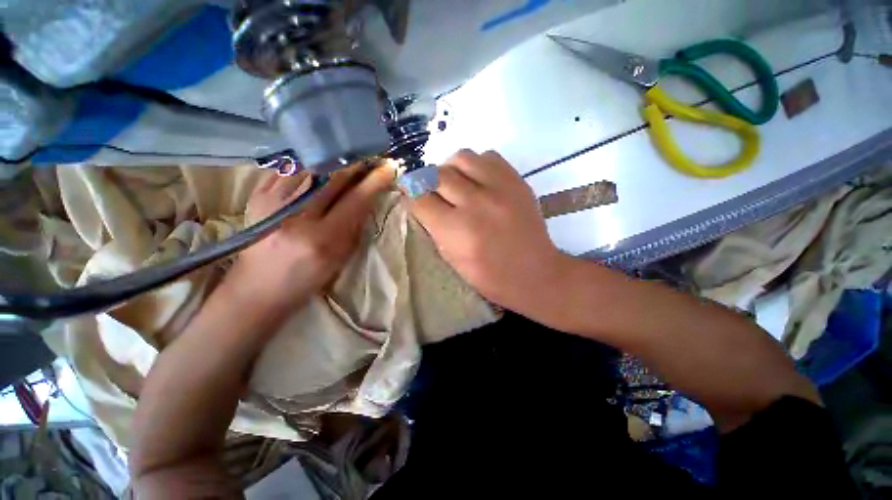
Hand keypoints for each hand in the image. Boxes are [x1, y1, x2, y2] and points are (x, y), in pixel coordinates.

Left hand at [230, 164, 393, 312]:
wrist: (259, 287)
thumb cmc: (308, 278)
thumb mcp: (341, 257)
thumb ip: (356, 225)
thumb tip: (368, 196)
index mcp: (323, 238)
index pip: (356, 200)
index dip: (375, 181)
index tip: (388, 167)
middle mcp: (296, 216)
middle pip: (333, 178)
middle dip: (356, 164)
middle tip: (371, 157)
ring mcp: (272, 202)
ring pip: (311, 167)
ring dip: (334, 161)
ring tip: (348, 158)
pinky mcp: (257, 195)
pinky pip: (289, 169)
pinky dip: (309, 165)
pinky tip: (320, 166)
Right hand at [407, 150, 569, 313]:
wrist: (535, 273)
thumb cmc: (490, 276)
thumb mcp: (452, 260)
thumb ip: (434, 228)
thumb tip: (421, 202)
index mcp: (456, 230)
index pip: (419, 198)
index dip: (411, 196)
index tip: (412, 198)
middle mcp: (476, 203)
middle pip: (437, 174)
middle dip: (428, 182)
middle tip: (433, 192)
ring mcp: (499, 188)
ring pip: (461, 157)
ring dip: (451, 169)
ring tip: (456, 184)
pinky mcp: (516, 180)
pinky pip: (488, 156)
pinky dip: (477, 165)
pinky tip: (479, 181)